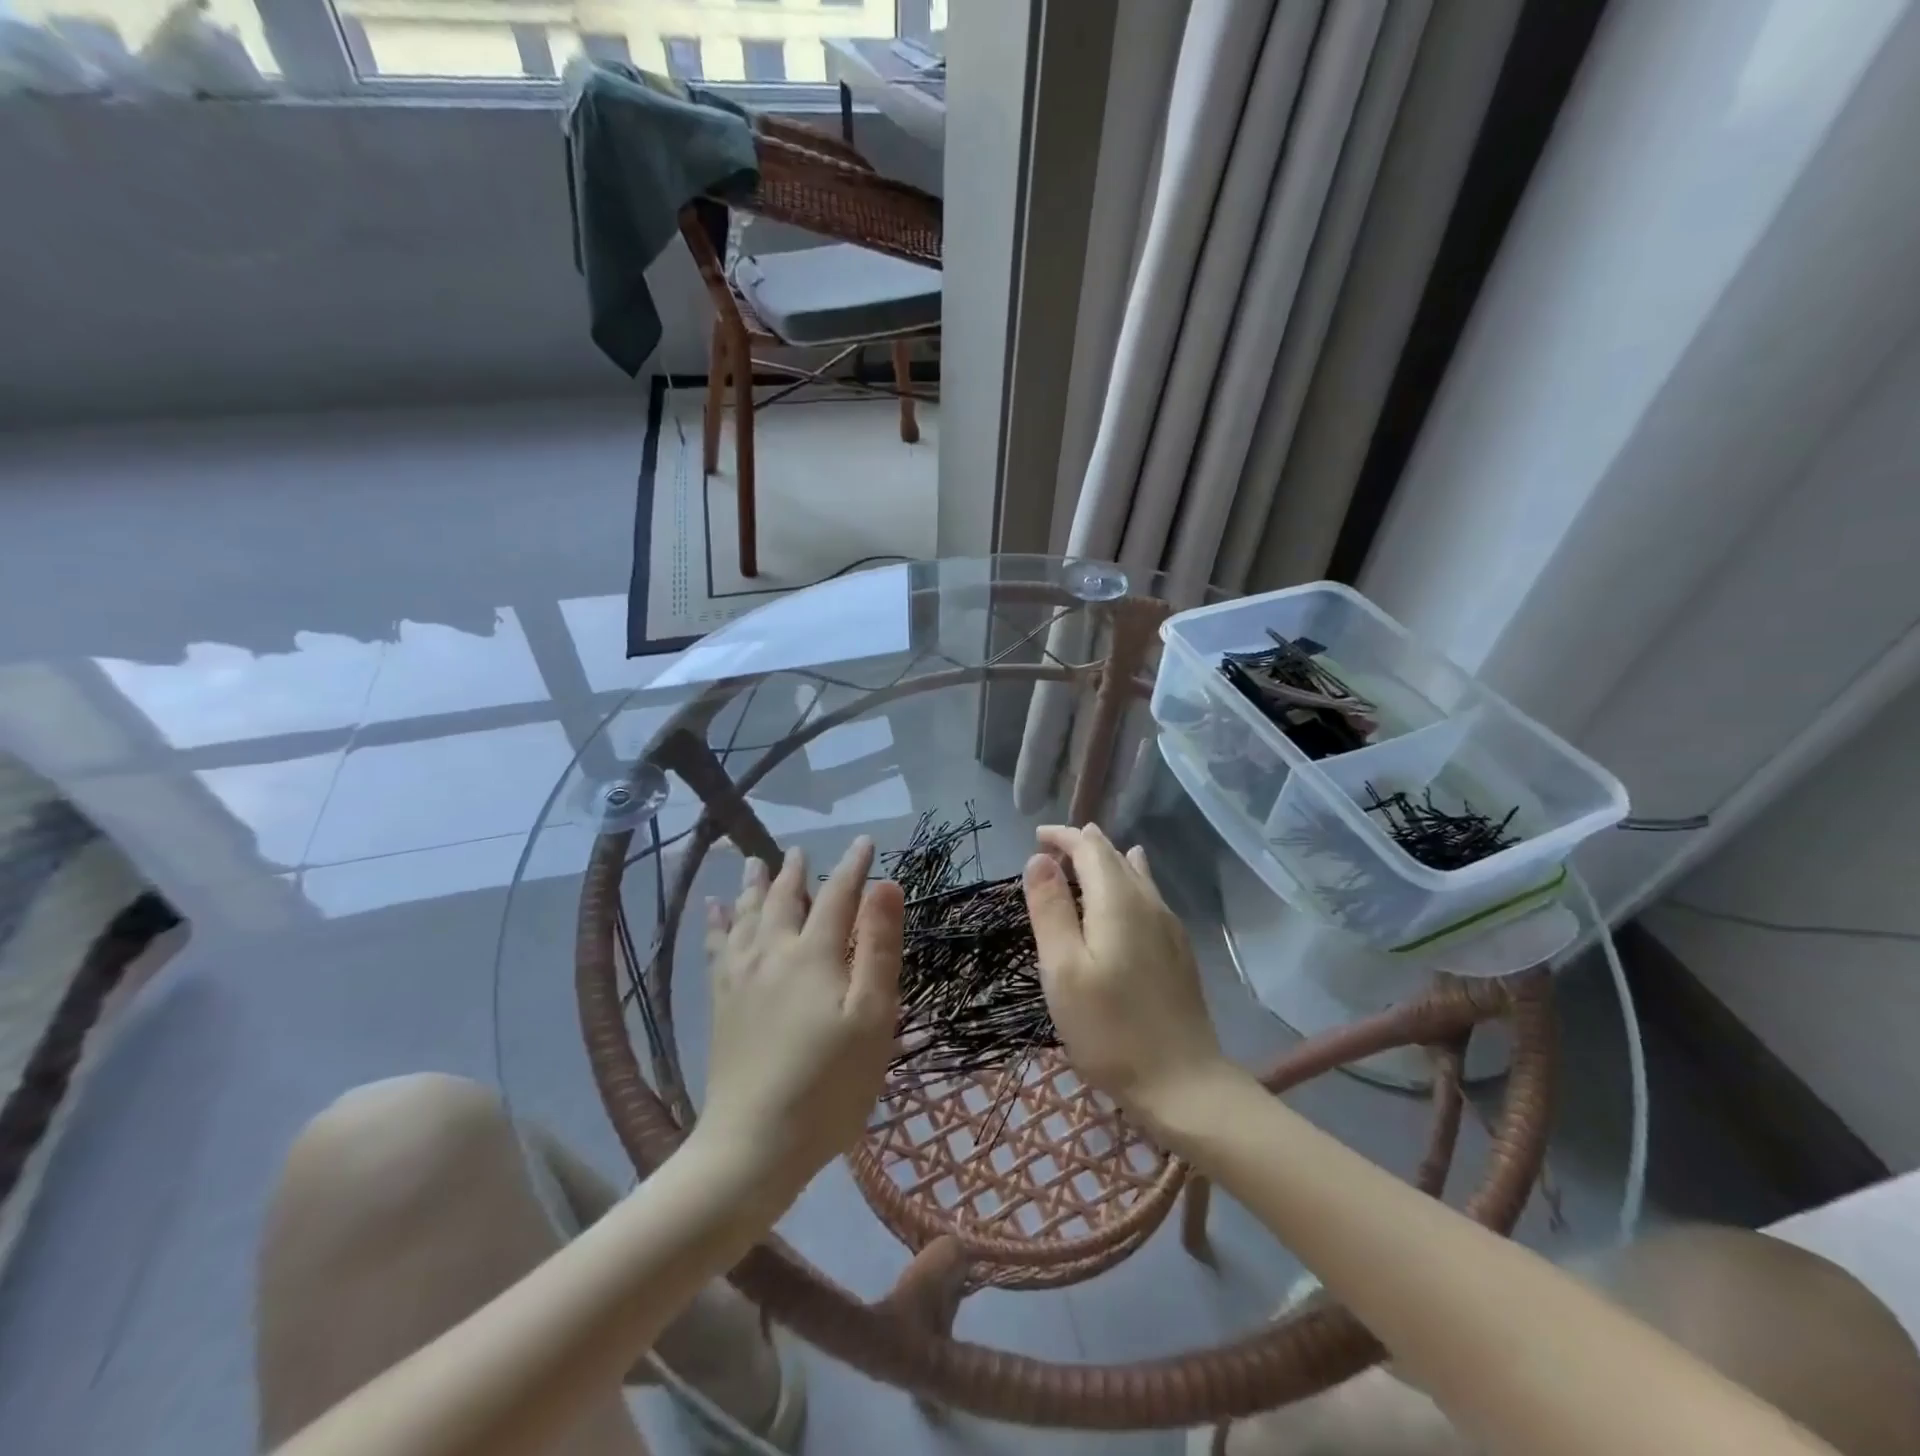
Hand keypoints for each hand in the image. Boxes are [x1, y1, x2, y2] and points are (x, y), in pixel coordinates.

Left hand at [700, 838, 902, 1203]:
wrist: (752, 1146)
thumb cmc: (828, 1085)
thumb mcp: (872, 1018)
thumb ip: (878, 948)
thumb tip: (885, 885)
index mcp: (813, 955)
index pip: (837, 895)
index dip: (853, 867)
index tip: (866, 842)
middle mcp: (772, 954)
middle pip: (783, 899)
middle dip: (795, 871)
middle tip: (799, 850)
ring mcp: (740, 978)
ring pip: (745, 916)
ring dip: (752, 886)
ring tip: (751, 863)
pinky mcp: (721, 1004)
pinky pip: (717, 947)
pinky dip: (717, 923)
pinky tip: (711, 912)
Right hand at [1022, 824, 1231, 1131]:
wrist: (1182, 1082)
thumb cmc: (1109, 1029)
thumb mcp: (1063, 969)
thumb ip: (1050, 909)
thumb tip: (1040, 858)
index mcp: (1118, 900)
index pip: (1090, 848)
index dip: (1063, 836)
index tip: (1036, 837)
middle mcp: (1148, 902)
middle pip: (1114, 856)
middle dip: (1082, 845)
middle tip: (1051, 847)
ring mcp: (1169, 925)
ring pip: (1135, 874)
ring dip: (1106, 860)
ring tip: (1085, 854)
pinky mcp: (1178, 949)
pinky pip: (1149, 894)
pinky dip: (1127, 879)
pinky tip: (1132, 884)